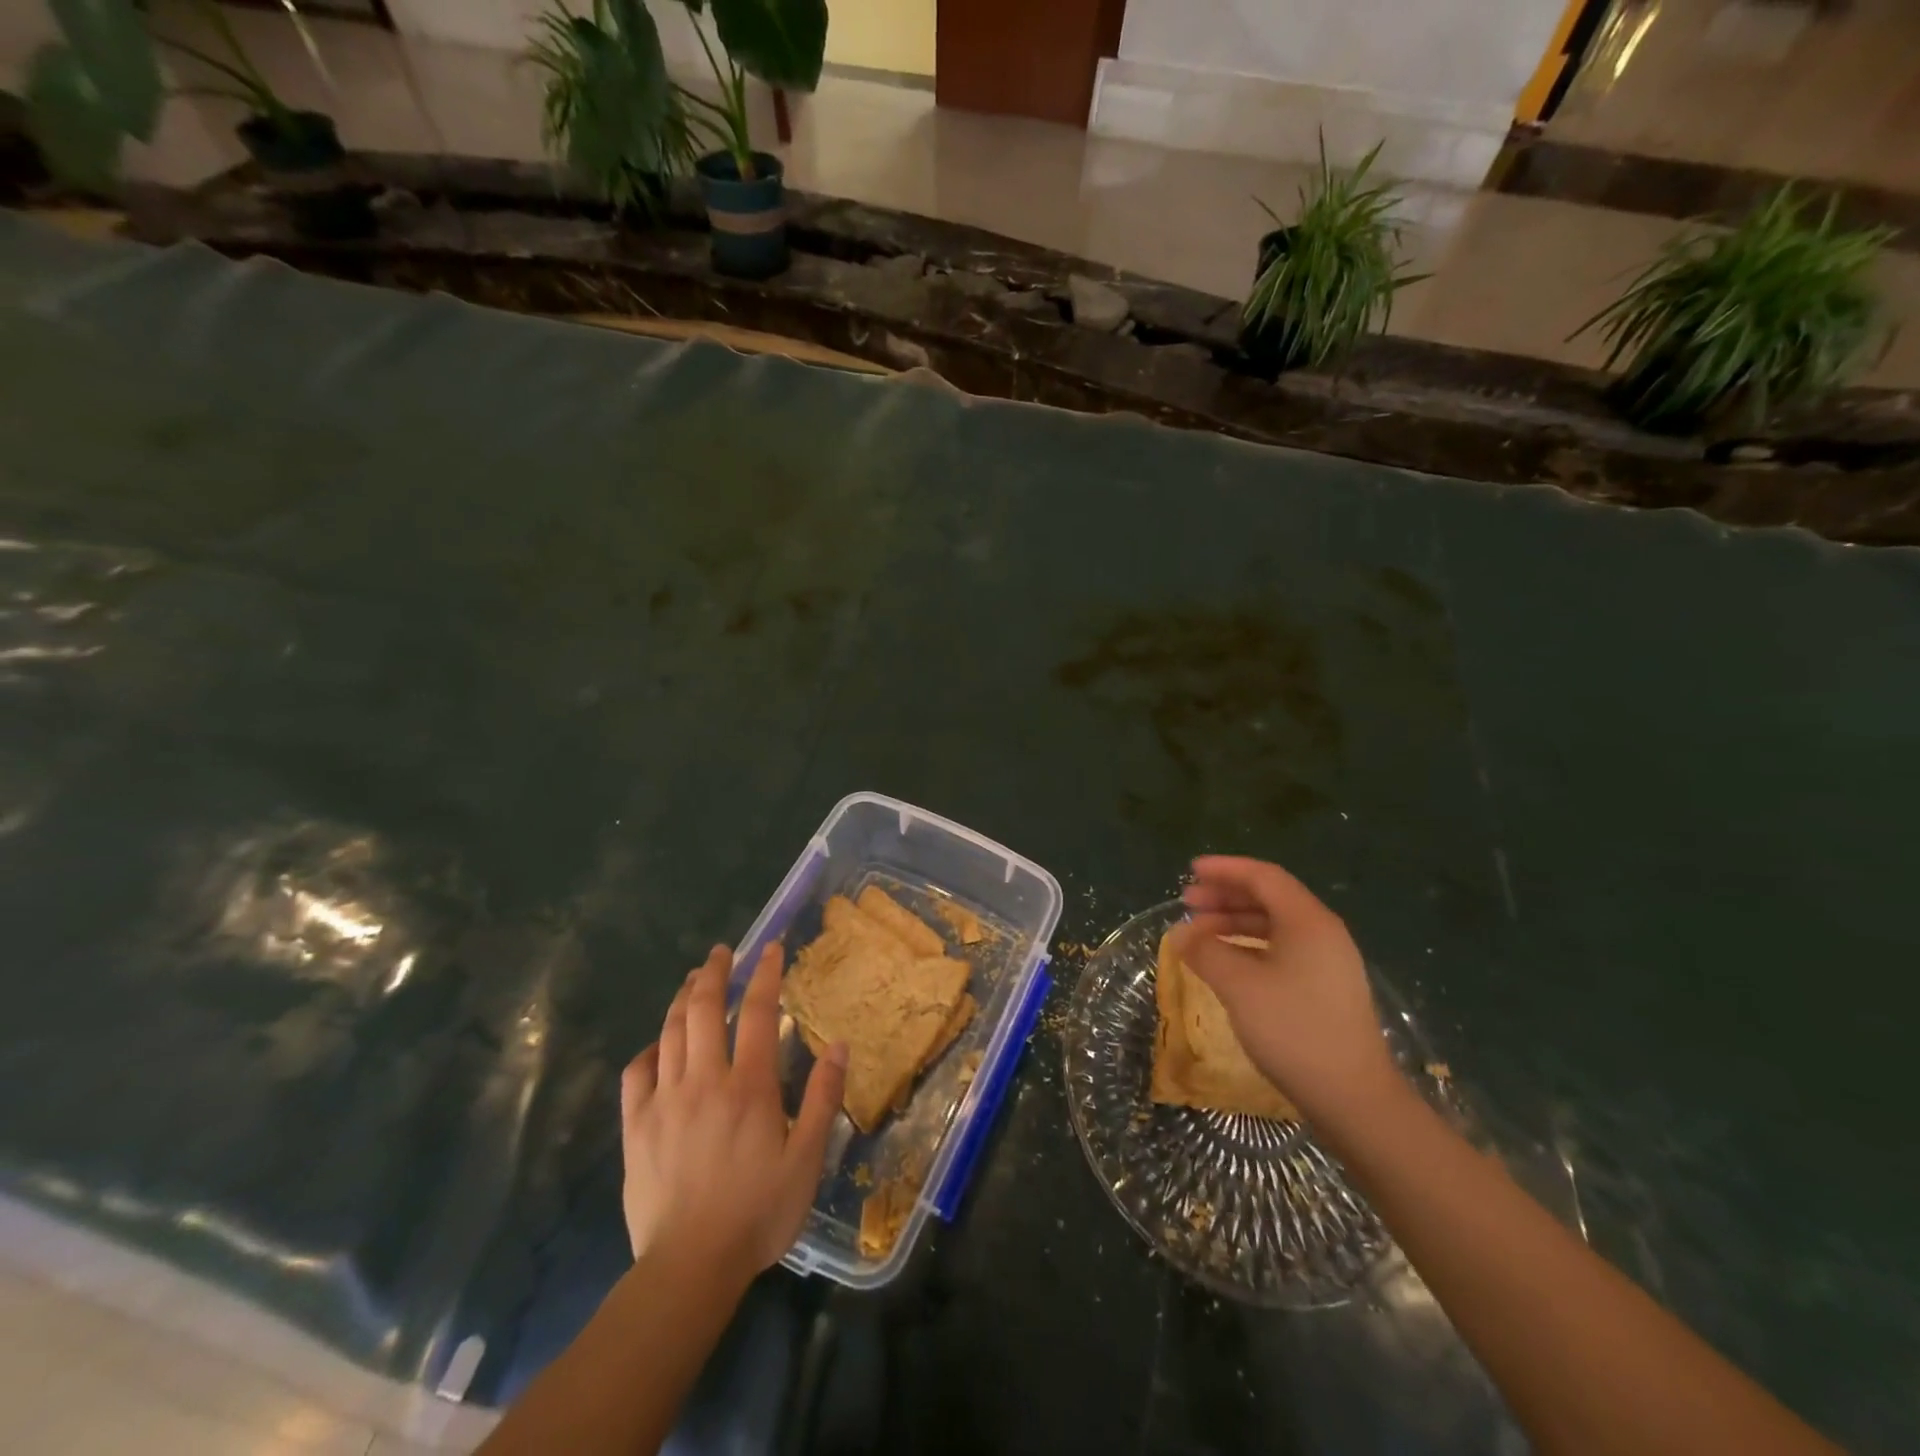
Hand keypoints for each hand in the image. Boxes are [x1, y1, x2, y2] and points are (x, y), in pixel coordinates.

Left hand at [620, 943, 845, 1284]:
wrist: (689, 1267)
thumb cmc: (758, 1212)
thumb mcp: (806, 1159)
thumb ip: (822, 1097)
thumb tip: (839, 1045)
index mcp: (749, 1086)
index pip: (757, 1012)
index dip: (764, 974)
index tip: (770, 948)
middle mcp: (704, 1080)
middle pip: (703, 1008)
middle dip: (714, 972)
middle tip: (721, 952)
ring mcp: (664, 1101)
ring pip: (670, 1032)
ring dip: (682, 998)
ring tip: (692, 980)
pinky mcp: (636, 1127)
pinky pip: (636, 1073)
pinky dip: (648, 1049)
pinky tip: (657, 1045)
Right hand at [1171, 855, 1398, 1123]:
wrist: (1354, 1099)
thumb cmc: (1294, 1030)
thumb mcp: (1239, 986)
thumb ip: (1206, 952)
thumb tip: (1180, 934)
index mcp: (1308, 921)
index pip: (1263, 877)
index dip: (1224, 869)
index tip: (1190, 872)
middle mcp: (1322, 933)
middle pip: (1269, 898)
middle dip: (1225, 896)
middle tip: (1187, 903)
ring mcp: (1327, 962)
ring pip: (1274, 926)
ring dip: (1234, 923)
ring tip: (1198, 934)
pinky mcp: (1324, 989)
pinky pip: (1280, 950)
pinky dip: (1248, 947)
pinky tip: (1226, 963)